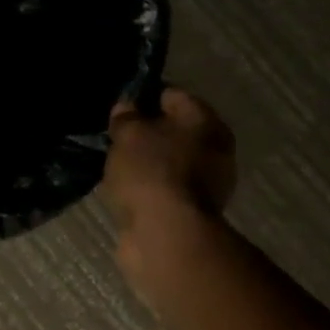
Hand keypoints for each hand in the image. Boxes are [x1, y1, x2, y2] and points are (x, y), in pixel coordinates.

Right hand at [102, 88, 237, 263]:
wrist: (165, 234)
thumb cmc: (151, 172)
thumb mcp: (129, 135)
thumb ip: (126, 117)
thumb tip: (126, 107)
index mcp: (205, 121)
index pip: (173, 96)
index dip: (145, 97)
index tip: (119, 106)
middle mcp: (214, 149)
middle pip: (174, 130)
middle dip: (146, 132)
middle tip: (115, 137)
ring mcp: (206, 183)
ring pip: (169, 161)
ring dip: (146, 162)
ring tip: (115, 164)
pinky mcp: (191, 211)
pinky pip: (164, 188)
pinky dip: (147, 187)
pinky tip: (126, 189)